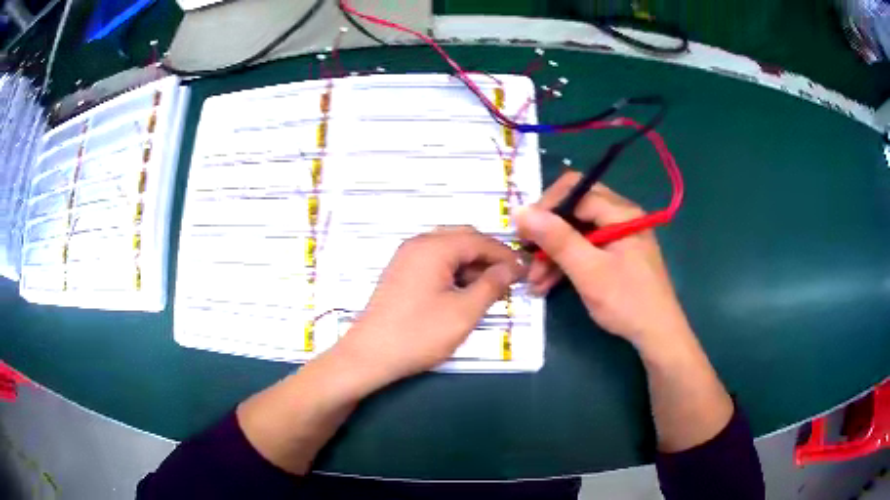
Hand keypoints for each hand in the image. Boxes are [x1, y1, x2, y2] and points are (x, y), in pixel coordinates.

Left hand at [333, 226, 524, 388]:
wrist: (370, 355)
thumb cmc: (419, 334)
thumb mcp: (463, 312)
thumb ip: (491, 286)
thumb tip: (512, 268)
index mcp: (434, 247)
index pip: (480, 240)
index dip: (505, 255)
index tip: (524, 272)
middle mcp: (418, 244)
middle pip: (463, 238)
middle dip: (489, 257)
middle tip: (508, 279)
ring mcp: (406, 257)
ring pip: (449, 249)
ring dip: (472, 264)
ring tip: (489, 288)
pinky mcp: (401, 273)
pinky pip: (435, 261)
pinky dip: (454, 271)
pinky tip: (463, 291)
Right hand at [514, 172, 690, 350]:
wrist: (657, 335)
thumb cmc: (626, 301)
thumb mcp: (588, 270)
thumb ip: (556, 239)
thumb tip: (519, 211)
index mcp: (620, 212)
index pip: (574, 191)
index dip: (545, 207)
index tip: (523, 233)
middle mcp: (620, 217)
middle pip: (574, 210)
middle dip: (547, 234)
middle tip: (527, 258)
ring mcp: (618, 237)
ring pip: (576, 232)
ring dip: (553, 253)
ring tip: (534, 281)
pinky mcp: (616, 256)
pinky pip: (585, 249)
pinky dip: (566, 263)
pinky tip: (547, 284)